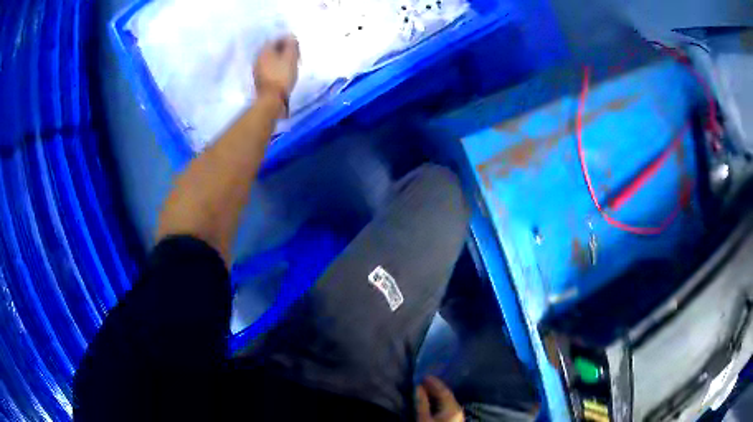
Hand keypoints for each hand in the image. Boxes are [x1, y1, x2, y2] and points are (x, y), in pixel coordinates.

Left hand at [253, 35, 299, 105]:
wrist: (271, 99)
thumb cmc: (282, 76)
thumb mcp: (290, 58)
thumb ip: (291, 45)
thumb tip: (290, 36)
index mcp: (264, 51)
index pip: (276, 39)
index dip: (287, 41)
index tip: (296, 46)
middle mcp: (258, 58)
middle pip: (272, 49)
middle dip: (283, 50)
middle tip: (294, 54)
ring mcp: (257, 70)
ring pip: (270, 59)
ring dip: (280, 59)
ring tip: (291, 64)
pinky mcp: (259, 80)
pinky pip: (269, 68)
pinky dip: (276, 67)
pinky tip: (283, 72)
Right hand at [417, 376, 463, 421]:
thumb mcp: (424, 418)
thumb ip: (422, 403)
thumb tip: (418, 387)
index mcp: (453, 407)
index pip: (444, 391)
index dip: (434, 383)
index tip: (424, 376)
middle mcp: (458, 408)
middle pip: (446, 394)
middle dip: (434, 387)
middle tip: (423, 381)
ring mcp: (457, 413)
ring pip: (447, 400)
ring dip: (436, 394)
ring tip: (425, 389)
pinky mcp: (454, 418)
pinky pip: (447, 405)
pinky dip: (438, 401)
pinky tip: (430, 400)